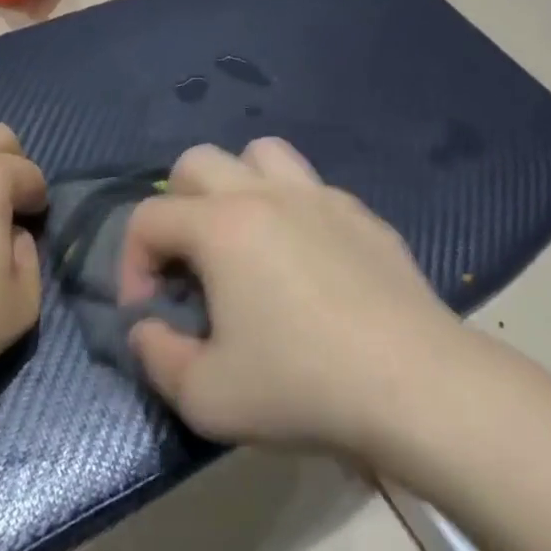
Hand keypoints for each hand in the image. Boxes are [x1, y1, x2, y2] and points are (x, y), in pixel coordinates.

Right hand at [120, 139, 459, 454]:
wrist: (418, 386)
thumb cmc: (303, 386)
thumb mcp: (208, 396)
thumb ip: (157, 357)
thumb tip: (147, 327)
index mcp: (220, 226)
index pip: (148, 217)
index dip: (131, 262)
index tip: (149, 310)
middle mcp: (264, 194)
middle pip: (197, 162)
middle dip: (175, 207)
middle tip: (188, 264)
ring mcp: (319, 197)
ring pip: (260, 153)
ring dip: (237, 185)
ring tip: (243, 238)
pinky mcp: (362, 214)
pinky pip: (311, 188)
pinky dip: (292, 210)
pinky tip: (307, 262)